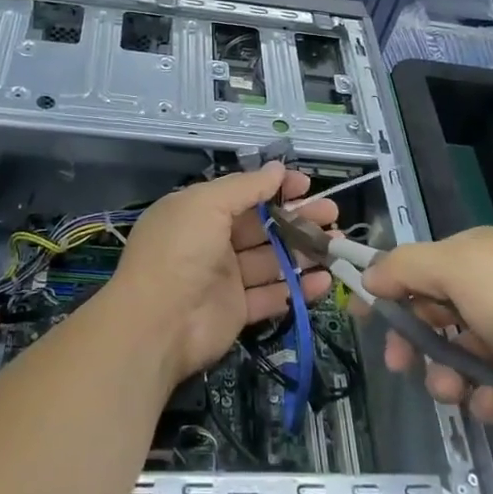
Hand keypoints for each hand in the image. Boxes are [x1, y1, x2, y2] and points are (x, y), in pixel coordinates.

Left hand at [109, 163, 336, 381]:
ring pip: (271, 260)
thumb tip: (277, 168)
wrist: (155, 325)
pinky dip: (298, 289)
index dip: (275, 188)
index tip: (306, 186)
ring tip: (337, 246)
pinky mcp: (236, 311)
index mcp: (199, 211)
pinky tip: (324, 281)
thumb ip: (245, 186)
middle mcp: (212, 242)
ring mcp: (225, 278)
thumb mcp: (206, 203)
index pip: (244, 194)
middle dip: (298, 218)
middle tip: (332, 215)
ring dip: (303, 252)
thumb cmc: (180, 251)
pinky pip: (272, 295)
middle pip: (263, 226)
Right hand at [362, 226, 492, 437]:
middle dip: (414, 340)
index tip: (362, 316)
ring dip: (448, 374)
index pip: (418, 267)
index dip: (388, 289)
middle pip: (433, 313)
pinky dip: (485, 397)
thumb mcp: (458, 270)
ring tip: (456, 390)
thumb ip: (407, 268)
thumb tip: (369, 274)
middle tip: (400, 364)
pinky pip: (490, 386)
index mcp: (477, 255)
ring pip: (458, 354)